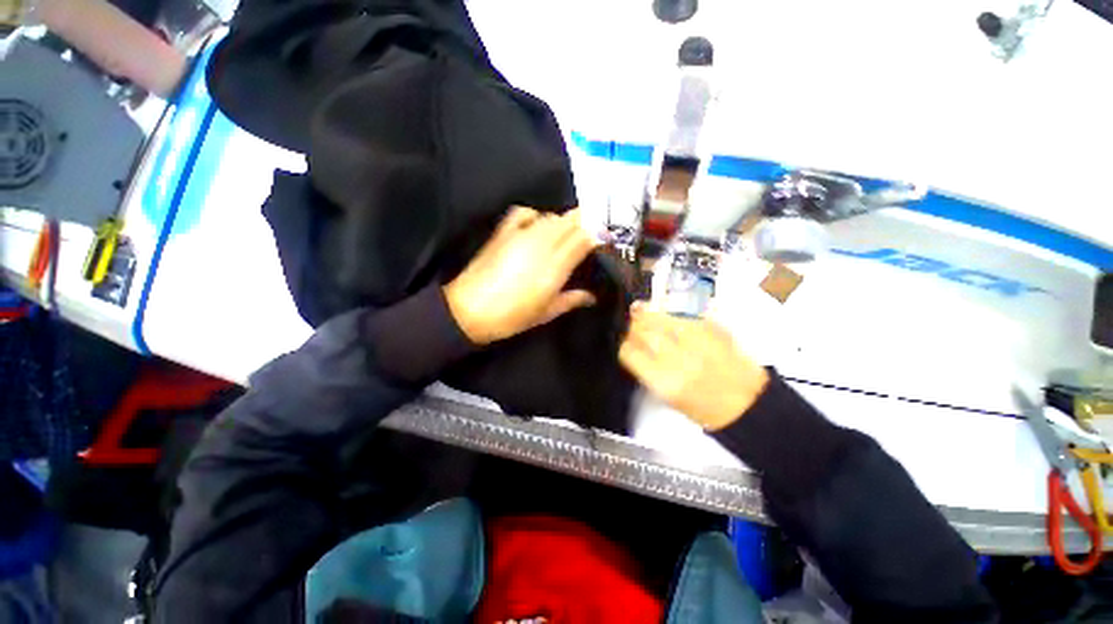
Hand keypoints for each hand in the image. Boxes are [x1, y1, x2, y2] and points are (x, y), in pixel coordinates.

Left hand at [444, 206, 599, 344]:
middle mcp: (542, 245)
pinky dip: (536, 215)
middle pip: (570, 222)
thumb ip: (572, 300)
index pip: (583, 238)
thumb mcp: (546, 313)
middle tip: (590, 234)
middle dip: (585, 224)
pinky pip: (525, 212)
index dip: (596, 235)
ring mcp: (521, 235)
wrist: (469, 310)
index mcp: (555, 267)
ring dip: (564, 221)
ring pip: (552, 216)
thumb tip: (592, 296)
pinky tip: (538, 225)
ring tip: (567, 233)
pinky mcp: (504, 232)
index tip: (603, 240)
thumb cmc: (511, 317)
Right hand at [619, 305, 769, 429]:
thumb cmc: (702, 407)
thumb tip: (632, 345)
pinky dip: (669, 314)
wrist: (746, 403)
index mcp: (663, 382)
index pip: (629, 352)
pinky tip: (666, 315)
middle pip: (643, 331)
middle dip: (633, 325)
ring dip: (648, 314)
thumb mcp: (667, 396)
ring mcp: (697, 341)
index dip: (624, 344)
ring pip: (662, 318)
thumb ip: (647, 368)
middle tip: (631, 323)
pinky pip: (682, 315)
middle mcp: (678, 359)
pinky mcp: (713, 329)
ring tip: (641, 311)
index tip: (625, 342)